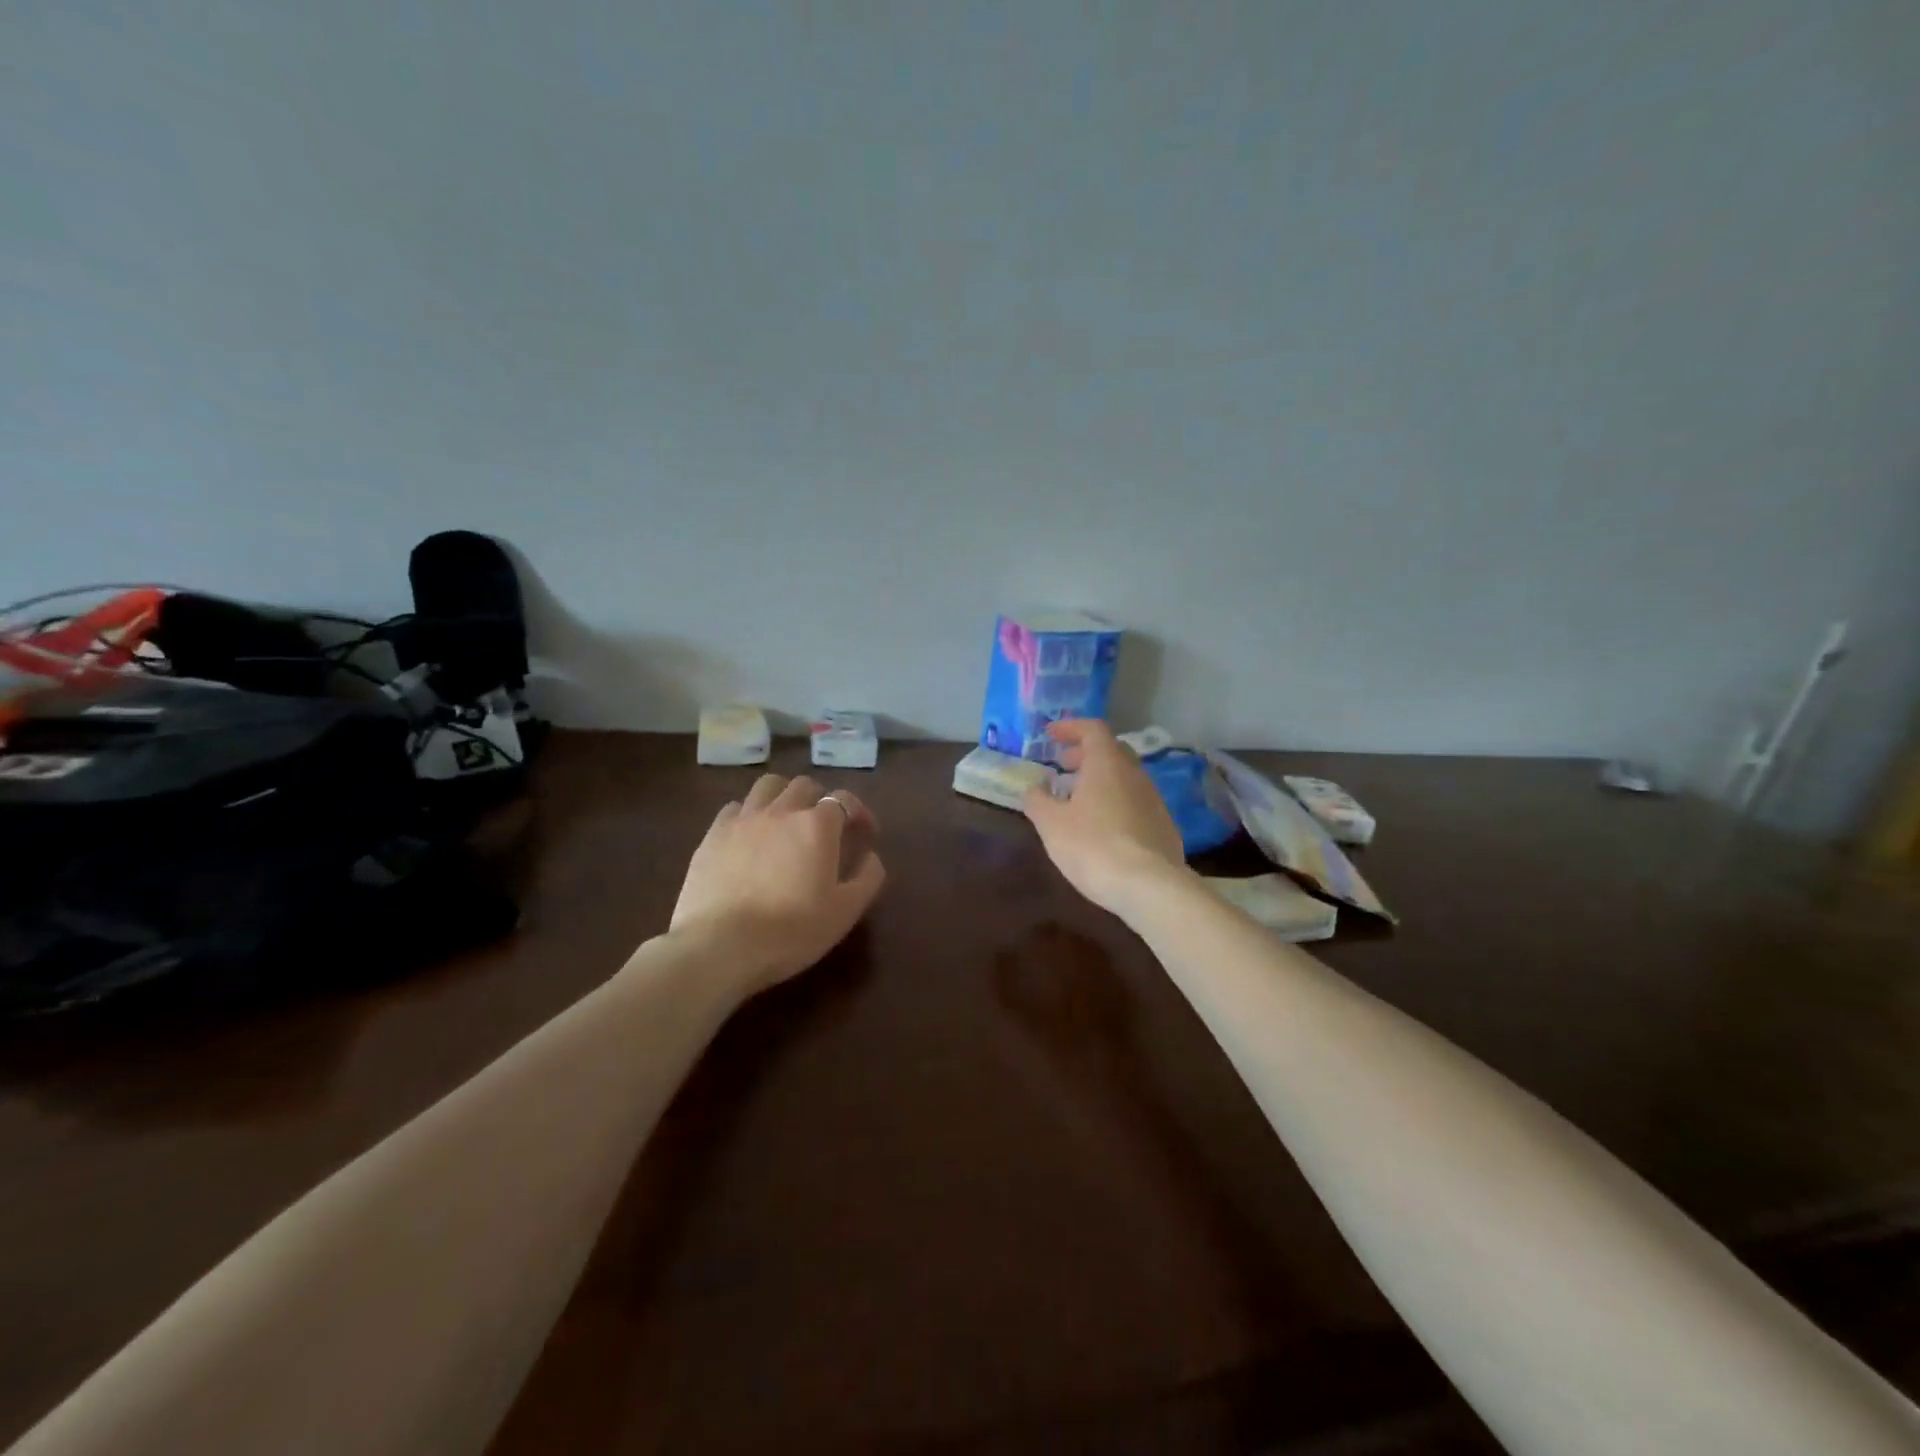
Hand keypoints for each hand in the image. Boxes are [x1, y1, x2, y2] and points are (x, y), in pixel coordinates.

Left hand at [670, 773, 885, 994]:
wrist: (720, 947)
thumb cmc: (792, 931)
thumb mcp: (845, 912)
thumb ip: (867, 878)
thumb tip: (871, 857)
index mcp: (817, 826)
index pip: (844, 800)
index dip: (859, 813)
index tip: (864, 834)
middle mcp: (781, 811)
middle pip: (804, 786)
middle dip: (820, 800)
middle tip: (824, 828)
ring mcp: (743, 820)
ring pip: (767, 786)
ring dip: (783, 797)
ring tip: (785, 821)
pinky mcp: (712, 835)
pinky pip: (734, 808)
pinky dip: (748, 814)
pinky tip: (750, 836)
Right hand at [1022, 719, 1187, 917]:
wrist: (1148, 886)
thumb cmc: (1092, 846)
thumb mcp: (1051, 824)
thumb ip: (1038, 800)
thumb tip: (1033, 788)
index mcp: (1107, 764)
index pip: (1092, 729)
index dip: (1070, 727)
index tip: (1050, 735)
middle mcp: (1134, 774)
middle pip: (1110, 752)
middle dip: (1084, 754)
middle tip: (1062, 765)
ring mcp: (1154, 800)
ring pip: (1124, 778)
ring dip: (1099, 780)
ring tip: (1076, 799)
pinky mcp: (1163, 826)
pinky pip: (1134, 803)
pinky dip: (1114, 803)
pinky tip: (1101, 827)